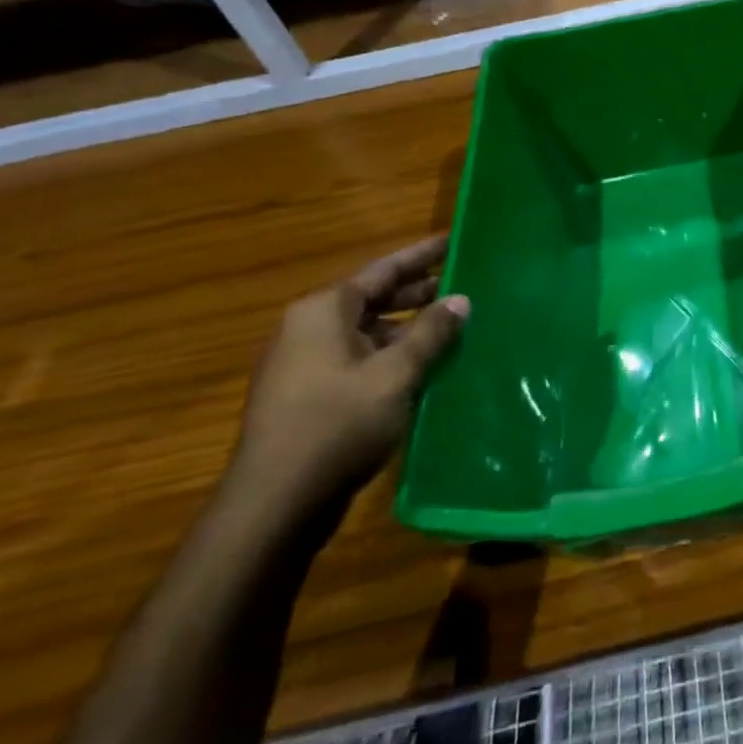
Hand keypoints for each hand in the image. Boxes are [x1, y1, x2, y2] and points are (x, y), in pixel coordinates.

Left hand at [229, 237, 469, 519]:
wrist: (276, 503)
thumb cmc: (338, 424)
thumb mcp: (396, 373)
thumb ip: (431, 332)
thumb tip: (461, 299)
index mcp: (324, 311)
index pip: (383, 269)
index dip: (422, 255)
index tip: (455, 241)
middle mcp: (310, 329)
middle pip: (375, 298)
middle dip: (420, 292)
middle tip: (467, 284)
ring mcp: (307, 364)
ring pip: (369, 331)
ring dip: (410, 327)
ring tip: (456, 325)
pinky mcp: (311, 395)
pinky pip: (361, 359)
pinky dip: (394, 354)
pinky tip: (427, 365)